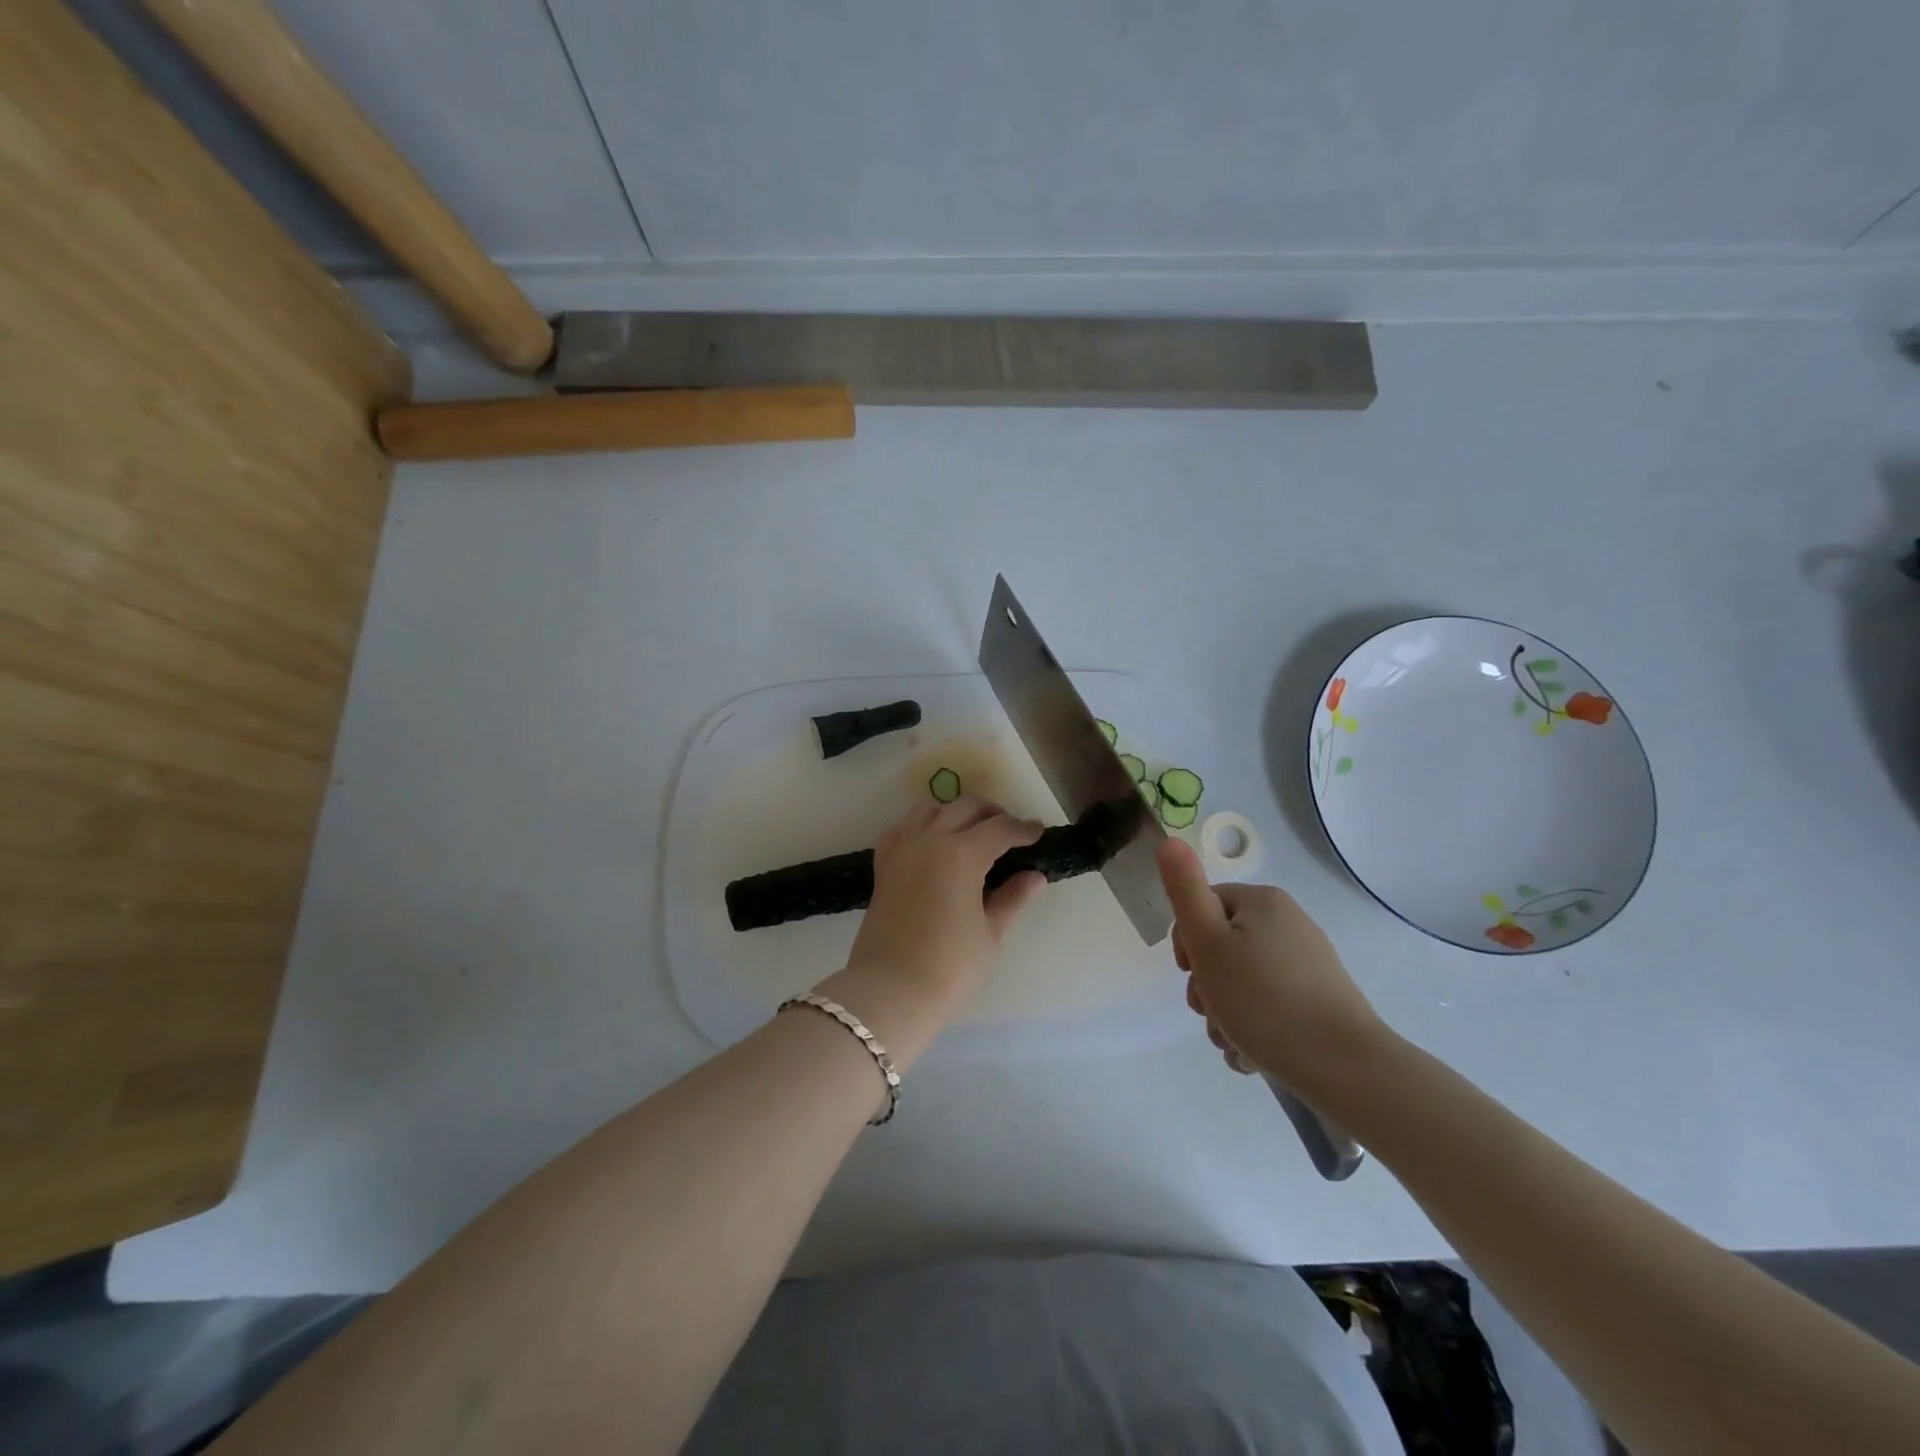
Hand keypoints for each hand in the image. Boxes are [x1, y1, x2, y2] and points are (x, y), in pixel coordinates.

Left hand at [845, 796, 1046, 1002]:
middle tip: (1010, 831)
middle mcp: (929, 840)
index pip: (1000, 829)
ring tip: (971, 830)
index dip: (1023, 829)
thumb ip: (1012, 898)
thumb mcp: (990, 933)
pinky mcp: (883, 866)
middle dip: (992, 813)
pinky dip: (919, 826)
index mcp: (961, 854)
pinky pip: (901, 829)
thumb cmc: (949, 966)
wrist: (890, 991)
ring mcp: (902, 850)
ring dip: (954, 811)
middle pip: (965, 807)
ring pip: (929, 809)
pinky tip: (930, 842)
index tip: (1039, 833)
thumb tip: (1034, 876)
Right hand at [1156, 838, 1385, 1094]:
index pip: (1203, 907)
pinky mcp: (1319, 1002)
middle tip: (1210, 1011)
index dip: (1188, 942)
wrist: (1345, 1068)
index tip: (1191, 973)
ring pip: (1243, 983)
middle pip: (1222, 948)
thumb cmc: (1263, 999)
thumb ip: (1184, 890)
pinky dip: (1254, 1029)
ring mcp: (1307, 965)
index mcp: (1263, 902)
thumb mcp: (1208, 942)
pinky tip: (1253, 1056)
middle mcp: (1288, 925)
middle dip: (1206, 986)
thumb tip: (1171, 841)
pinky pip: (1270, 1007)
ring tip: (1233, 1042)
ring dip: (1225, 1014)